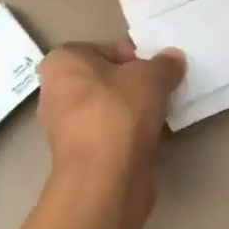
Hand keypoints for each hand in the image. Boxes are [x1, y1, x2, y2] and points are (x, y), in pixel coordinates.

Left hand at [37, 41, 184, 195]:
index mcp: (62, 62)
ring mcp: (64, 126)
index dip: (137, 59)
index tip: (159, 73)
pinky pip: (109, 134)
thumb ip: (164, 64)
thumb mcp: (151, 77)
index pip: (107, 49)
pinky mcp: (79, 155)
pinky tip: (150, 138)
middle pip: (106, 79)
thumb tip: (173, 59)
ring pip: (109, 108)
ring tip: (160, 116)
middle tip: (162, 92)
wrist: (105, 179)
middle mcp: (55, 91)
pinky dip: (128, 135)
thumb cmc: (119, 112)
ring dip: (133, 111)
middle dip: (135, 85)